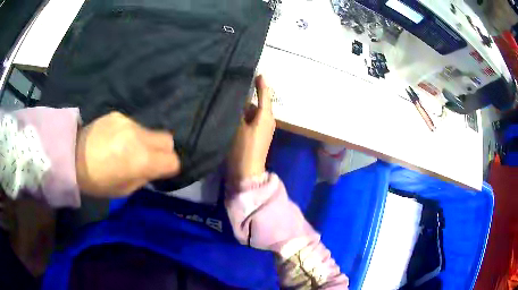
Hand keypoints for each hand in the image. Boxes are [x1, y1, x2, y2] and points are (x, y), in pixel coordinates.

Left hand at [76, 112, 180, 196]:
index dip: (170, 167)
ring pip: (150, 132)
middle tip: (150, 160)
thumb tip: (154, 168)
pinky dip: (131, 134)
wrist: (71, 156)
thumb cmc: (97, 181)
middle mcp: (139, 136)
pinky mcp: (118, 115)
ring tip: (127, 150)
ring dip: (145, 142)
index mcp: (141, 160)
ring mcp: (128, 122)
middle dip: (163, 151)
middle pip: (167, 139)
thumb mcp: (124, 190)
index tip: (161, 171)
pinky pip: (134, 126)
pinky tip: (116, 140)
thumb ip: (144, 177)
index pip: (172, 160)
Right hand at [228, 75, 275, 181]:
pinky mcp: (256, 137)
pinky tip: (232, 115)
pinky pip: (250, 121)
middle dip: (248, 96)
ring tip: (231, 99)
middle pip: (257, 104)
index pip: (265, 95)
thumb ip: (239, 111)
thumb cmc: (243, 149)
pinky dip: (243, 117)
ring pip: (253, 113)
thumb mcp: (238, 127)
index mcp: (266, 117)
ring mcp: (262, 130)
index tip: (258, 73)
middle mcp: (267, 121)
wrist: (246, 173)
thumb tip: (240, 99)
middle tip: (236, 86)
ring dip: (243, 108)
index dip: (261, 84)